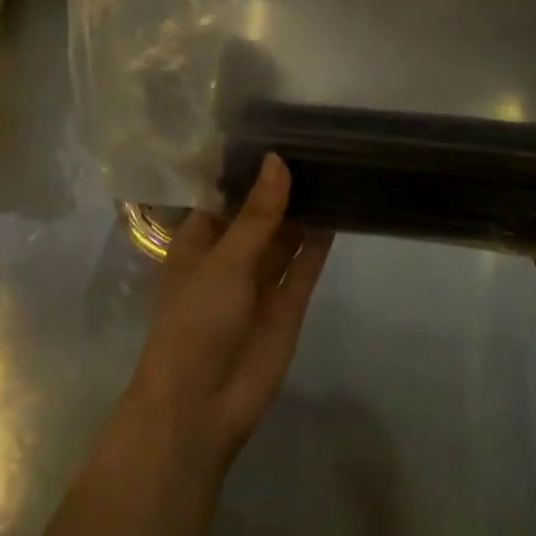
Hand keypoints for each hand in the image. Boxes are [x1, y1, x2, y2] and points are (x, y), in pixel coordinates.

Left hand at [126, 155, 332, 470]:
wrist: (202, 404)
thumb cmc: (196, 320)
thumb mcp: (224, 260)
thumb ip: (256, 214)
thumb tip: (277, 161)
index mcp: (199, 240)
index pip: (225, 194)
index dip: (249, 168)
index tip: (278, 130)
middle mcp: (230, 255)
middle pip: (259, 213)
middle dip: (281, 186)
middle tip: (316, 141)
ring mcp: (260, 280)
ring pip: (285, 236)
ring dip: (303, 209)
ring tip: (333, 166)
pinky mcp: (288, 303)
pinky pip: (305, 264)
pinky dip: (320, 240)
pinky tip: (339, 208)